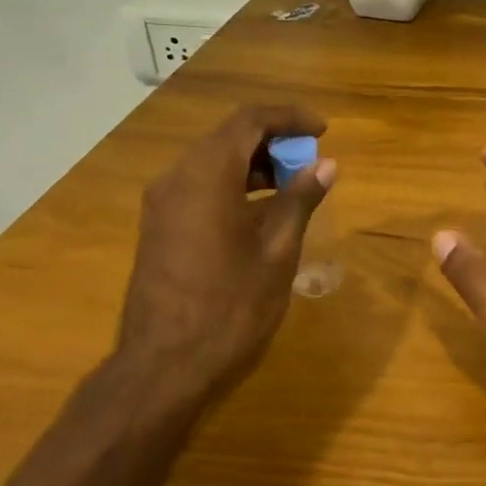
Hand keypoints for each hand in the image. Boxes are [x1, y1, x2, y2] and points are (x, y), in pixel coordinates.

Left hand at [113, 104, 333, 399]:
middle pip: (229, 137)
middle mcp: (177, 178)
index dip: (289, 118)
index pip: (250, 121)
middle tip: (311, 161)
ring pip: (213, 162)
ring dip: (254, 164)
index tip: (323, 131)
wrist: (164, 367)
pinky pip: (200, 187)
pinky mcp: (159, 227)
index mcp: (207, 175)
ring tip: (294, 186)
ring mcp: (162, 204)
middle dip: (274, 141)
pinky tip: (262, 212)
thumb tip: (326, 164)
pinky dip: (234, 185)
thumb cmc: (230, 307)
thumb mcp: (278, 251)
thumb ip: (300, 200)